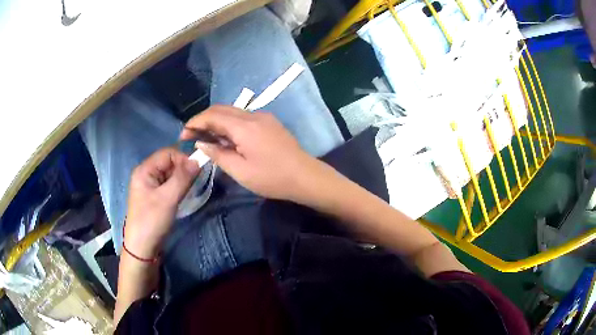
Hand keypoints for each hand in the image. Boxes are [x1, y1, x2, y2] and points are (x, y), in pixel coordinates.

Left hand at [124, 148, 199, 258]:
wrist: (142, 248)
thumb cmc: (152, 221)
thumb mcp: (168, 199)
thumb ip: (182, 178)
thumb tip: (198, 160)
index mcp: (145, 170)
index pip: (168, 153)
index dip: (183, 159)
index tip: (197, 171)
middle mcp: (146, 174)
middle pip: (169, 162)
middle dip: (183, 169)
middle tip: (194, 183)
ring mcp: (150, 185)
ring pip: (170, 174)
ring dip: (181, 179)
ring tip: (189, 190)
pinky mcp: (154, 196)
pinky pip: (169, 184)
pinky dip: (178, 187)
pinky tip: (183, 195)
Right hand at [181, 105, 319, 200]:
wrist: (305, 177)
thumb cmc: (272, 178)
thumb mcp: (240, 171)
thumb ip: (218, 154)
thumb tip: (200, 144)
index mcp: (244, 126)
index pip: (212, 116)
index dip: (195, 123)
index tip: (183, 135)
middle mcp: (253, 115)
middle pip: (221, 110)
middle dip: (203, 120)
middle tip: (191, 137)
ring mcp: (263, 117)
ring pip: (232, 112)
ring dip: (216, 122)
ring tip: (205, 139)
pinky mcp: (269, 122)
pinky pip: (243, 118)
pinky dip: (229, 124)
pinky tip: (225, 138)